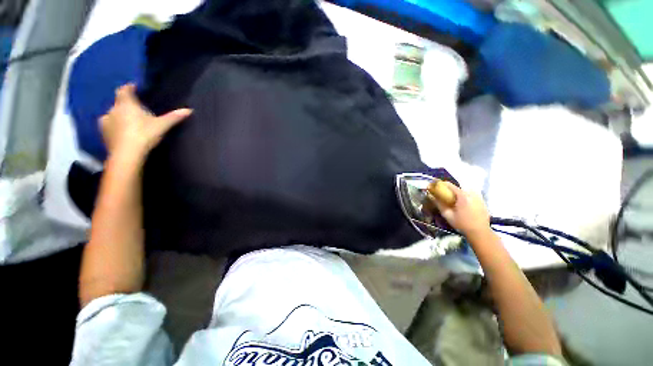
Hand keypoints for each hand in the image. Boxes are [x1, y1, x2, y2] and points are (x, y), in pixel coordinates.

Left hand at [100, 84, 191, 159]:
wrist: (127, 154)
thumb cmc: (144, 134)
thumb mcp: (162, 125)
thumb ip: (173, 117)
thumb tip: (189, 110)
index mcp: (126, 104)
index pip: (124, 90)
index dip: (129, 88)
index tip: (135, 88)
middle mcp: (113, 109)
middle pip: (119, 102)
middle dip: (126, 104)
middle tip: (137, 109)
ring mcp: (105, 122)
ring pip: (113, 114)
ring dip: (119, 116)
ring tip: (129, 122)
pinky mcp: (103, 134)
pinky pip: (109, 125)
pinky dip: (115, 126)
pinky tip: (122, 132)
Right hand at [430, 182, 490, 238]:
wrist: (480, 232)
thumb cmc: (462, 224)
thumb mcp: (447, 215)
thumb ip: (439, 204)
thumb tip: (430, 196)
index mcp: (462, 196)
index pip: (450, 185)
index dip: (442, 184)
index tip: (436, 186)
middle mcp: (471, 194)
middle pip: (459, 187)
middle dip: (451, 189)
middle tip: (445, 195)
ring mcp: (479, 197)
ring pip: (466, 190)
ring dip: (459, 192)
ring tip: (455, 199)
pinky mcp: (483, 201)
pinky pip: (472, 194)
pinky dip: (466, 196)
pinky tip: (464, 203)